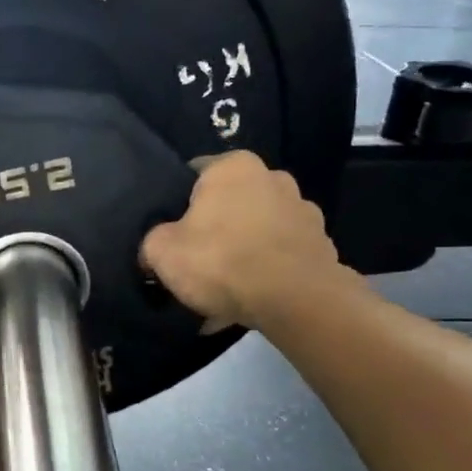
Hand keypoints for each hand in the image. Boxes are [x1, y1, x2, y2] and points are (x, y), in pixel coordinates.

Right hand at [139, 152, 354, 331]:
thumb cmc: (222, 261)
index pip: (194, 174)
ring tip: (220, 293)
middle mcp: (273, 177)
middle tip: (193, 263)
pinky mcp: (320, 245)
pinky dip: (262, 276)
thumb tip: (155, 247)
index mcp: (233, 167)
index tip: (168, 232)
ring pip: (255, 233)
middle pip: (229, 204)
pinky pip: (278, 259)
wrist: (295, 301)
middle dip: (212, 230)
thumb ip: (151, 240)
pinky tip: (245, 303)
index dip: (176, 203)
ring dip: (239, 255)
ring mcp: (302, 212)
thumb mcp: (161, 251)